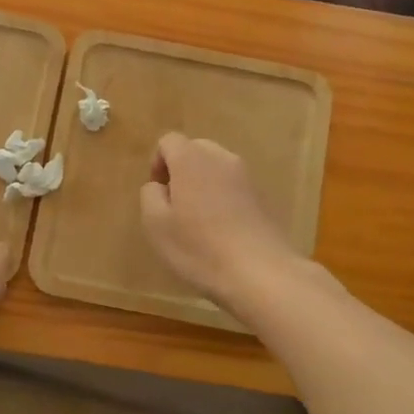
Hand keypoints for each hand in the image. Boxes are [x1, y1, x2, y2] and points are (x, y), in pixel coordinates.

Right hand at [140, 134, 298, 315]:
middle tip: (175, 206)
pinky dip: (223, 198)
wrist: (261, 272)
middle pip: (195, 149)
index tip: (158, 193)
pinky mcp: (263, 196)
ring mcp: (246, 176)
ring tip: (198, 221)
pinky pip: (234, 186)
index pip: (169, 141)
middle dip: (181, 171)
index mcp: (191, 159)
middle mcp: (221, 158)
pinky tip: (222, 230)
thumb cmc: (199, 247)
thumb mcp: (156, 225)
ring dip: (203, 184)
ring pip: (216, 168)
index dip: (158, 163)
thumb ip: (150, 195)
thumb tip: (159, 186)